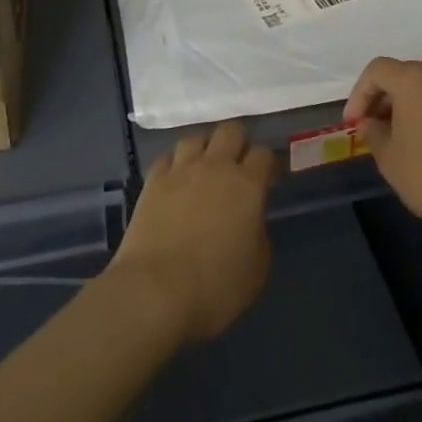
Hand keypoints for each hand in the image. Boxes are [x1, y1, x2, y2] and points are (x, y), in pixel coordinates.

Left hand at [107, 121, 275, 346]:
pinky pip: (166, 158)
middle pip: (231, 130)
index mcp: (247, 186)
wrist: (155, 291)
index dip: (268, 163)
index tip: (267, 178)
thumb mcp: (257, 270)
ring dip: (204, 149)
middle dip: (237, 142)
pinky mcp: (153, 181)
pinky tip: (174, 181)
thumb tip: (251, 219)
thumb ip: (259, 234)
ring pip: (195, 138)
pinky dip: (174, 165)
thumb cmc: (214, 287)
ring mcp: (181, 170)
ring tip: (203, 169)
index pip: (264, 153)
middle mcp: (215, 167)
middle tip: (237, 166)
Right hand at [344, 56, 421, 242]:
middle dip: (383, 98)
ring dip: (408, 104)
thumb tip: (368, 123)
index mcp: (413, 78)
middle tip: (373, 128)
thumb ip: (373, 134)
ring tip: (399, 135)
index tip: (353, 123)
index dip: (359, 94)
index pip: (376, 71)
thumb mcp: (390, 159)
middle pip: (403, 74)